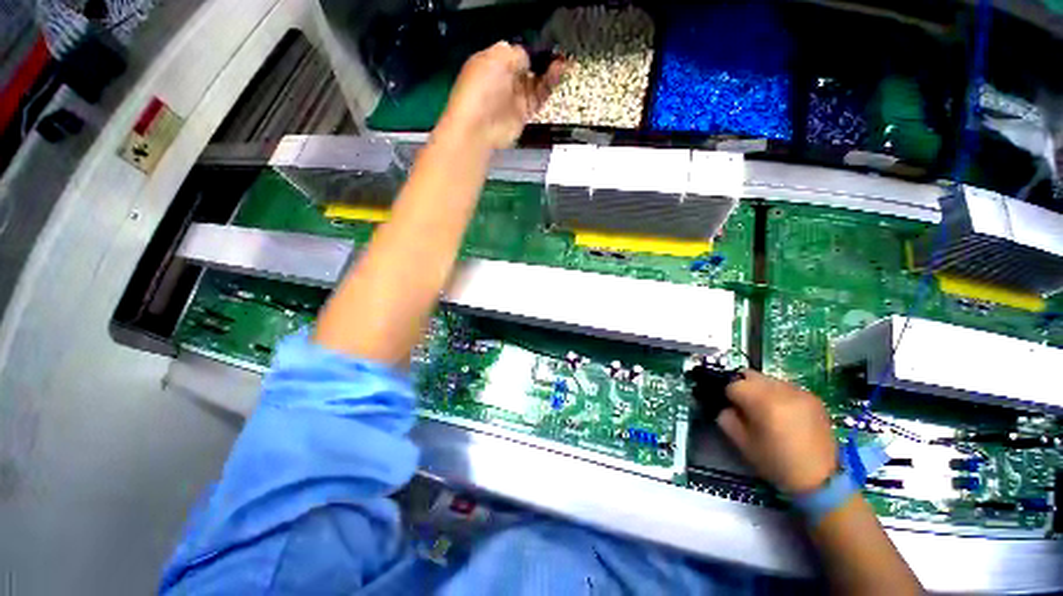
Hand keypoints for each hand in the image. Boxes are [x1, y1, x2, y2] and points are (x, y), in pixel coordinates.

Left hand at [436, 41, 563, 149]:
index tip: (547, 44)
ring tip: (562, 64)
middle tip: (559, 53)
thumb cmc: (482, 87)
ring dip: (549, 72)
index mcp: (493, 62)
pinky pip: (539, 97)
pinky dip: (549, 87)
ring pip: (536, 82)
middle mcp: (505, 79)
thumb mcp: (496, 58)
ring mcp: (514, 98)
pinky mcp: (524, 114)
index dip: (531, 48)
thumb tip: (528, 56)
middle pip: (528, 67)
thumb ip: (515, 53)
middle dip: (543, 59)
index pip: (516, 52)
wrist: (479, 127)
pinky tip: (557, 75)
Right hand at [717, 370, 837, 494]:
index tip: (733, 410)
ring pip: (768, 379)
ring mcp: (800, 392)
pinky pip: (786, 388)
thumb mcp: (743, 443)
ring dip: (762, 390)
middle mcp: (781, 391)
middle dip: (744, 387)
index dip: (729, 397)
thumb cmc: (777, 463)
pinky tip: (785, 414)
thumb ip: (727, 419)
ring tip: (768, 411)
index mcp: (763, 402)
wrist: (821, 480)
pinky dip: (779, 396)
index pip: (733, 385)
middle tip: (747, 407)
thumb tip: (727, 407)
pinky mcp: (813, 398)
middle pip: (750, 375)